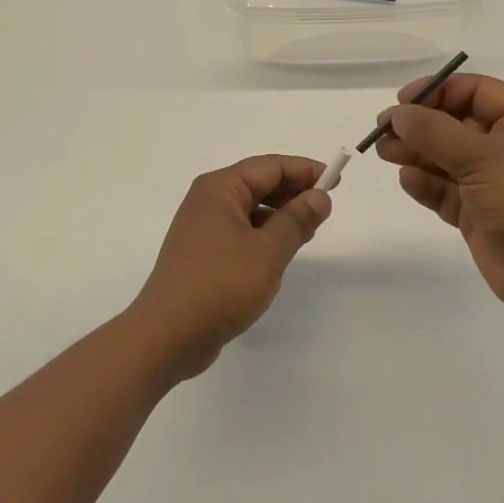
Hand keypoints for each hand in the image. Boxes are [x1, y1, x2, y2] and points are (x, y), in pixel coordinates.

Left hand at [130, 155, 331, 377]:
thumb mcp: (268, 251)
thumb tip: (319, 196)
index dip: (304, 171)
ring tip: (309, 229)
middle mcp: (207, 200)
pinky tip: (281, 251)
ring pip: (250, 209)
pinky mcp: (203, 253)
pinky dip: (263, 234)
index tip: (335, 181)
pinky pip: (240, 231)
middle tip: (326, 206)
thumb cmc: (220, 285)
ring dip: (279, 214)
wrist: (167, 335)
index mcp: (219, 189)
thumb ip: (296, 220)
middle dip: (293, 191)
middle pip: (258, 184)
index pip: (269, 167)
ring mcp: (202, 228)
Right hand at [375, 74, 503, 322]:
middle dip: (419, 125)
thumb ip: (435, 132)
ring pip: (444, 158)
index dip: (438, 90)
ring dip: (415, 153)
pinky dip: (425, 184)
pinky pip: (444, 191)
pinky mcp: (476, 214)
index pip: (475, 92)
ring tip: (384, 152)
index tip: (403, 101)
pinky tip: (407, 180)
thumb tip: (398, 114)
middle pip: (454, 123)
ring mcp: (490, 182)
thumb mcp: (482, 157)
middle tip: (382, 129)